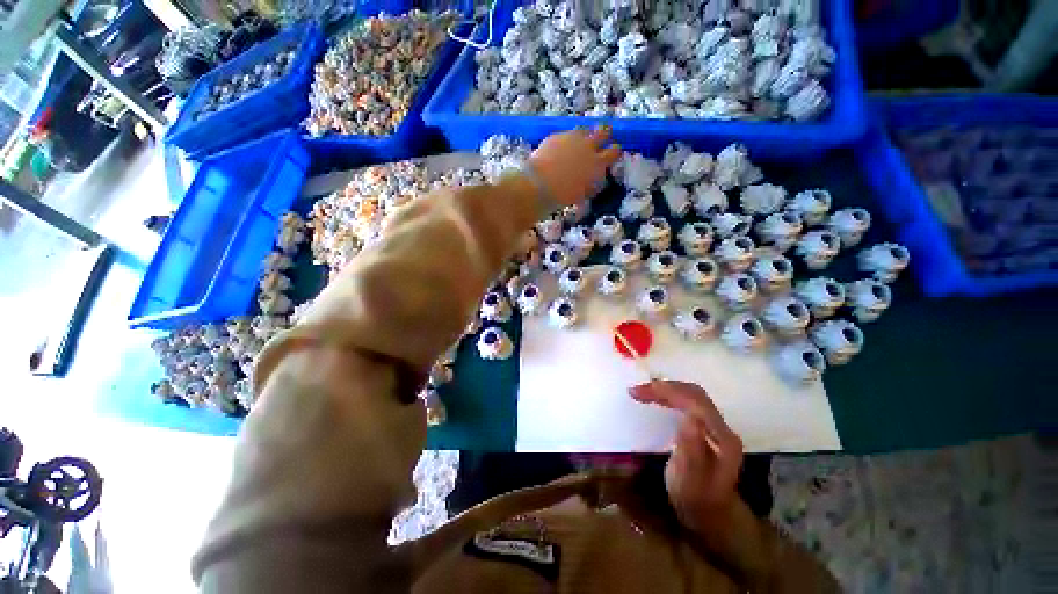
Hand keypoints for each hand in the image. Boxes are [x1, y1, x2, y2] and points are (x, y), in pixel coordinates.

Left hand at [528, 127, 620, 207]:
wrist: (540, 184)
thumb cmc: (563, 196)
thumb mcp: (583, 193)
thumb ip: (592, 183)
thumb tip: (595, 179)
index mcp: (597, 164)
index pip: (615, 151)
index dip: (614, 150)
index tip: (612, 152)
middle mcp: (588, 147)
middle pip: (604, 131)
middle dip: (604, 134)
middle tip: (600, 139)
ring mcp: (572, 138)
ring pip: (585, 130)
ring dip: (585, 135)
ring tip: (578, 144)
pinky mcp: (557, 135)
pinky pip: (566, 134)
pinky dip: (566, 140)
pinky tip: (560, 149)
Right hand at [630, 381, 743, 536]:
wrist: (712, 515)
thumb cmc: (695, 500)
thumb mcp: (689, 481)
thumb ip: (691, 450)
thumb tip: (689, 416)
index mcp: (722, 439)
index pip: (695, 402)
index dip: (667, 392)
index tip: (639, 392)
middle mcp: (722, 427)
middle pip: (693, 394)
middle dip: (664, 387)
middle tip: (637, 390)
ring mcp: (716, 426)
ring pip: (691, 395)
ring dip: (665, 390)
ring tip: (642, 392)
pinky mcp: (707, 427)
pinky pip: (689, 402)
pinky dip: (670, 396)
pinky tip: (656, 399)